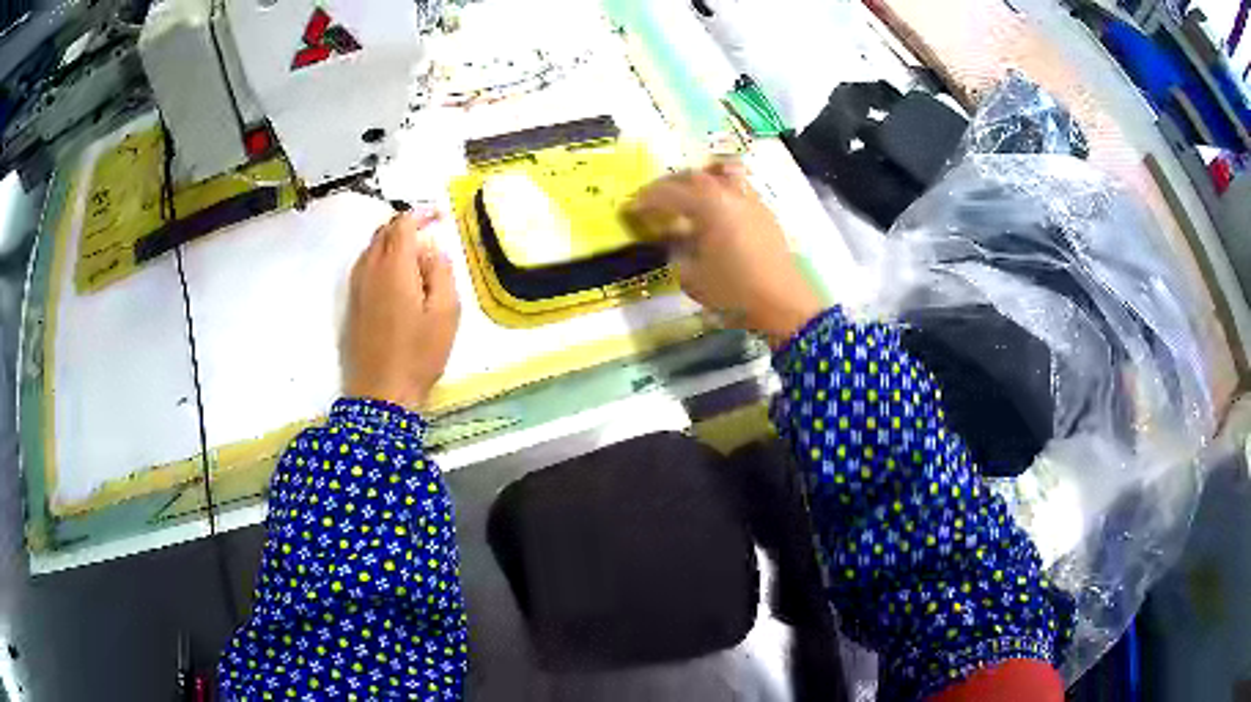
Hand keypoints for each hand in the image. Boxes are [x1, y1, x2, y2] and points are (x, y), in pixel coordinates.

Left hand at [344, 210, 460, 409]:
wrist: (380, 394)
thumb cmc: (418, 354)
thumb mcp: (446, 314)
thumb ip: (441, 273)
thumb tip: (433, 249)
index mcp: (394, 266)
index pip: (403, 224)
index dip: (421, 214)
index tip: (439, 216)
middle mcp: (370, 269)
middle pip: (384, 232)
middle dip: (406, 224)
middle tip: (430, 231)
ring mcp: (356, 287)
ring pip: (371, 248)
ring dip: (392, 241)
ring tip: (415, 252)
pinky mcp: (351, 304)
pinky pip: (364, 266)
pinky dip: (380, 258)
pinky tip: (394, 274)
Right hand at [625, 161, 824, 346]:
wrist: (784, 302)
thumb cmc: (734, 291)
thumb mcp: (692, 277)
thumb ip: (677, 251)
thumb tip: (672, 238)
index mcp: (707, 204)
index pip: (668, 193)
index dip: (645, 200)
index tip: (630, 208)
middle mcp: (729, 193)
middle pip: (693, 176)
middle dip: (668, 185)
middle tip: (653, 201)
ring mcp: (750, 199)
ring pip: (720, 173)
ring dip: (698, 180)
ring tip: (687, 196)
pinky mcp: (765, 211)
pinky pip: (737, 187)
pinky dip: (720, 190)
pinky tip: (715, 211)